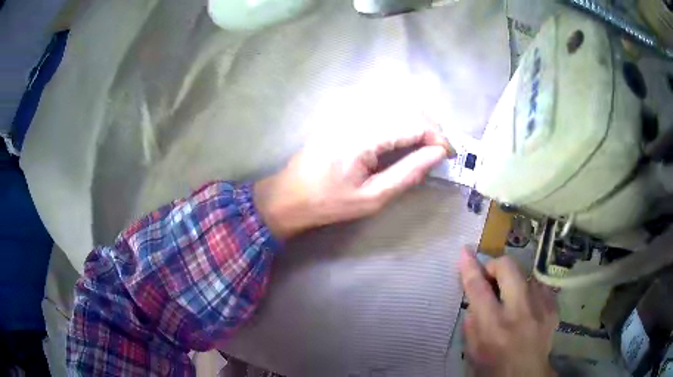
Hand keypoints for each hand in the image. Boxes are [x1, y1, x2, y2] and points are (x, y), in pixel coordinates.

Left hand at [254, 121, 453, 239]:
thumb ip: (408, 173)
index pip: (411, 123)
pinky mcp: (342, 112)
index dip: (437, 136)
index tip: (450, 153)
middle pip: (405, 107)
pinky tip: (404, 132)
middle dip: (430, 125)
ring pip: (394, 102)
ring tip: (427, 142)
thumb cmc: (329, 202)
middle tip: (440, 148)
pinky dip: (399, 115)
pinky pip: (379, 105)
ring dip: (416, 118)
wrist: (290, 195)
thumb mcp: (373, 198)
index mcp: (362, 137)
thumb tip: (438, 154)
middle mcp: (355, 114)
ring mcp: (346, 110)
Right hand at [459, 249, 558, 376]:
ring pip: (525, 273)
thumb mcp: (473, 349)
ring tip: (512, 298)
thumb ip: (472, 320)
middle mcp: (519, 311)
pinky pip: (539, 286)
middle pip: (508, 267)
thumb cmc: (494, 365)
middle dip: (496, 266)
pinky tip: (528, 306)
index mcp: (493, 325)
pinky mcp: (553, 306)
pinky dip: (529, 291)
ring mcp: (540, 306)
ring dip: (515, 282)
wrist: (527, 375)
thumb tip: (475, 294)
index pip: (478, 287)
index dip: (470, 267)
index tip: (465, 251)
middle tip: (492, 278)